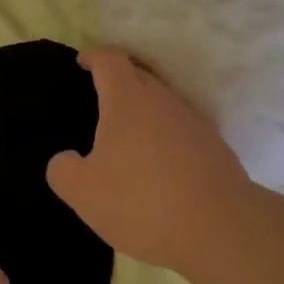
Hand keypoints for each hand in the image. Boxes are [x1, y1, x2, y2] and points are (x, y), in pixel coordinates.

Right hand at [46, 47, 258, 281]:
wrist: (220, 228)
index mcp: (127, 100)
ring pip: (162, 104)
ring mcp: (193, 123)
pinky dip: (163, 137)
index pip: (110, 60)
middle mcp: (163, 101)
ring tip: (125, 138)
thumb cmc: (141, 201)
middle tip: (98, 99)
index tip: (82, 61)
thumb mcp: (83, 192)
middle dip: (118, 80)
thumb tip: (65, 160)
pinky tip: (156, 165)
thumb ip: (63, 170)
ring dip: (143, 112)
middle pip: (139, 75)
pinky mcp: (214, 148)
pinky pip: (180, 130)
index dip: (93, 56)